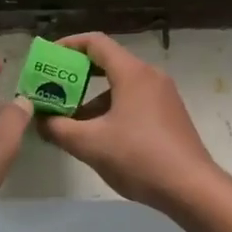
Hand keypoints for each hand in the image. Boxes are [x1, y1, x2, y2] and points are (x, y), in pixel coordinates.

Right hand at [37, 33, 220, 210]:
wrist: (192, 188)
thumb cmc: (139, 157)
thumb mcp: (89, 144)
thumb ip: (58, 128)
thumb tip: (39, 120)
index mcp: (132, 73)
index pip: (95, 42)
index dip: (68, 45)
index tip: (48, 57)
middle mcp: (150, 76)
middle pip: (108, 62)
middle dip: (77, 75)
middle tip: (53, 89)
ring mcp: (163, 95)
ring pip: (120, 85)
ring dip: (93, 97)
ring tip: (71, 120)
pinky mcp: (170, 115)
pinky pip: (134, 100)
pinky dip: (112, 108)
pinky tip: (100, 135)